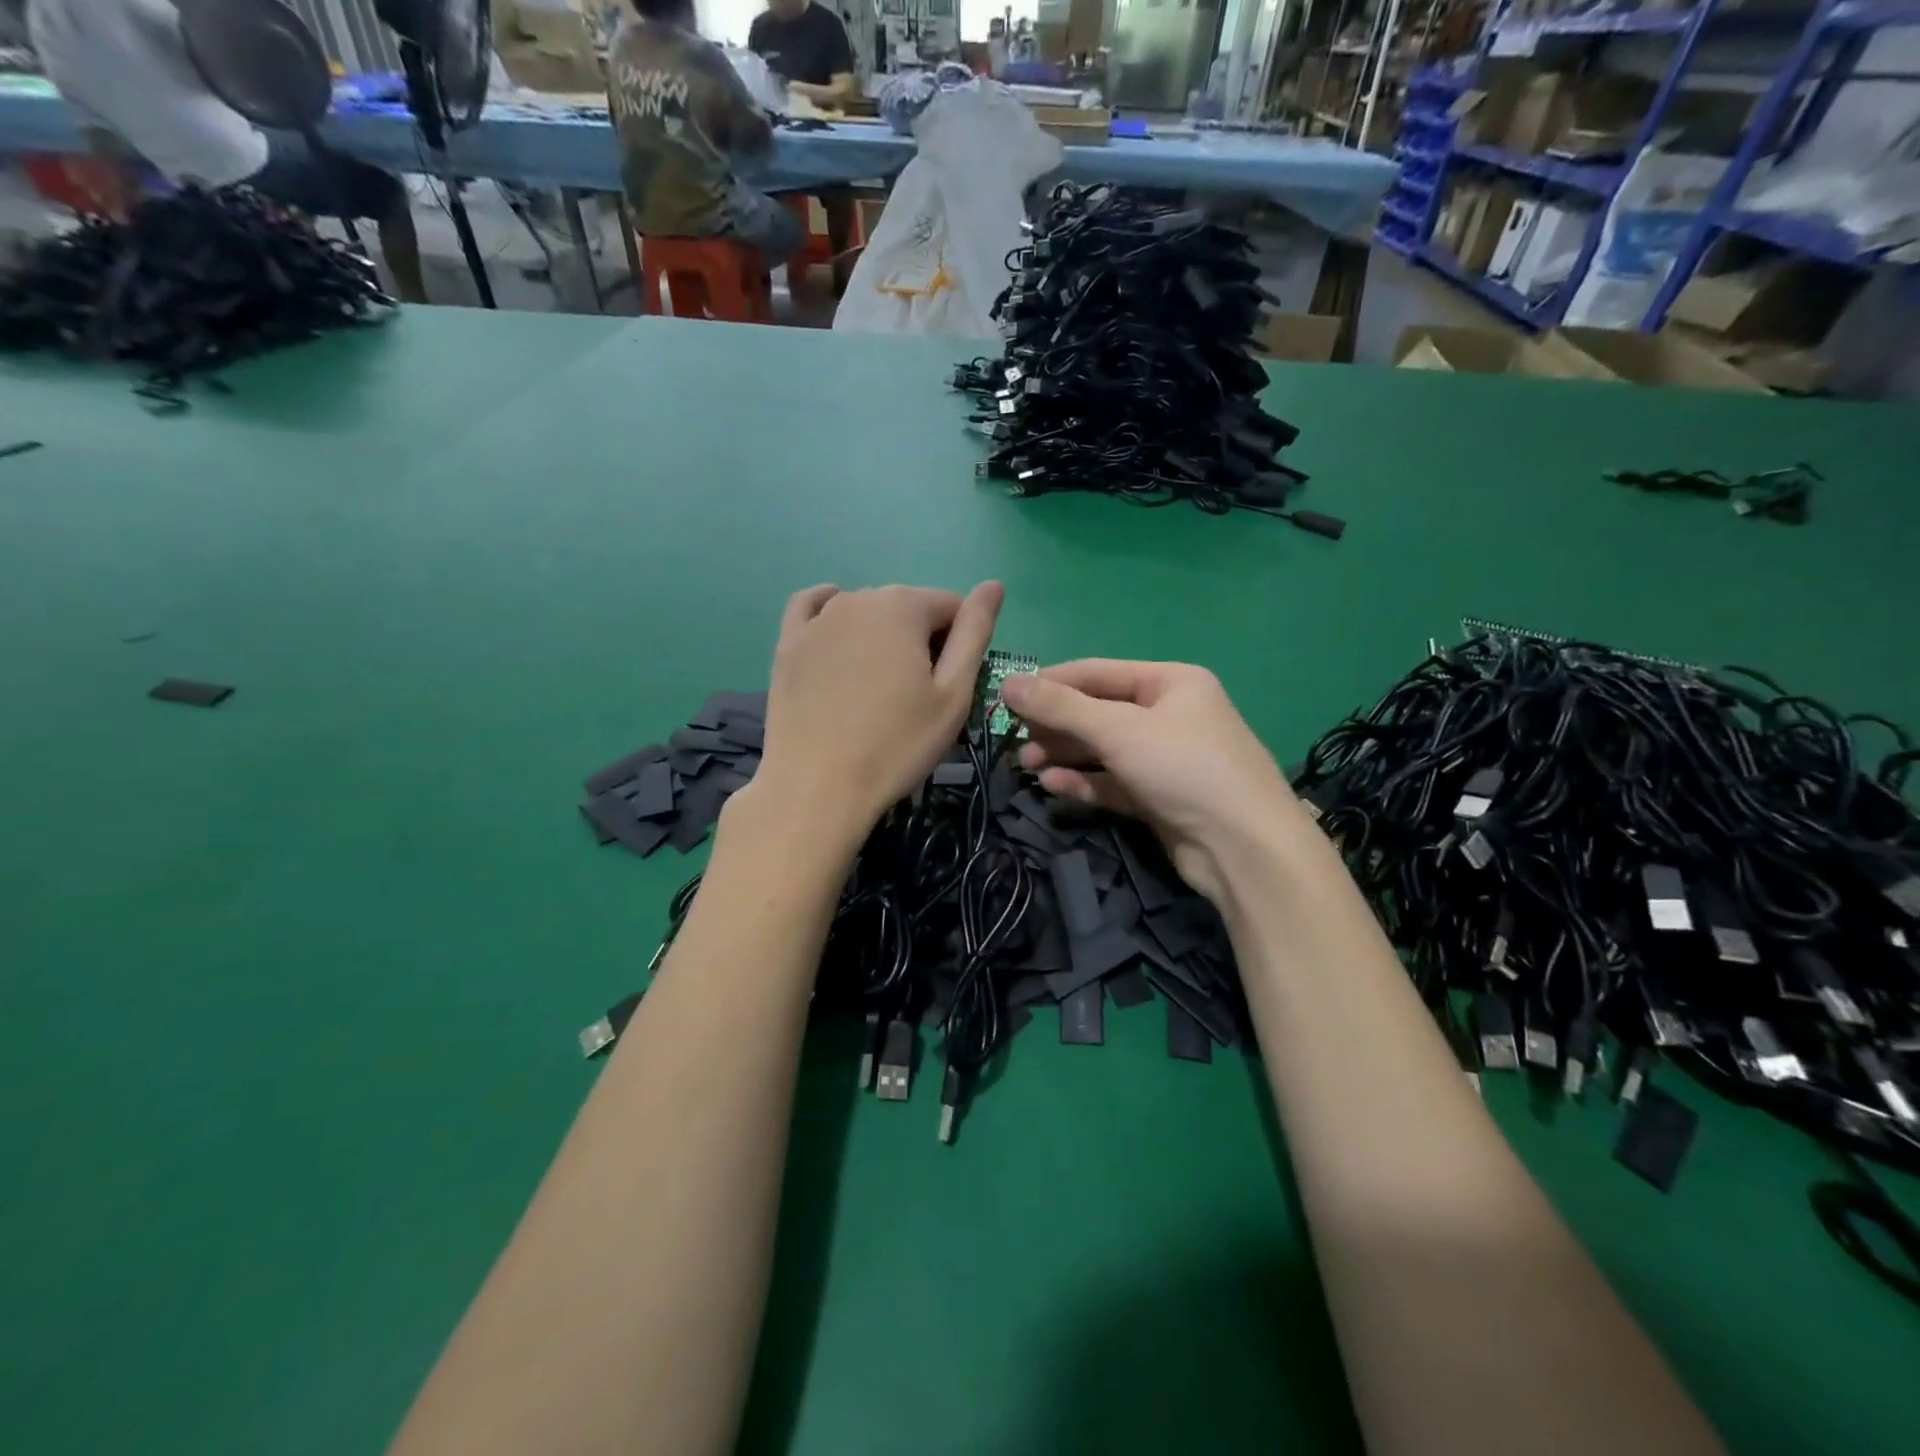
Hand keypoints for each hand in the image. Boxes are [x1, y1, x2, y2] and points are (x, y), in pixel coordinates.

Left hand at [753, 582, 1002, 836]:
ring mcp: (817, 619)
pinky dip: (829, 615)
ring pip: (866, 613)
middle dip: (920, 641)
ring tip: (876, 690)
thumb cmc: (897, 745)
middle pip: (908, 609)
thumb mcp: (953, 695)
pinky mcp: (787, 644)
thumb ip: (975, 633)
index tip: (949, 688)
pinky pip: (812, 609)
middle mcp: (858, 597)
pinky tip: (836, 636)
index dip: (961, 646)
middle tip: (914, 697)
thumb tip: (994, 585)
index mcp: (904, 605)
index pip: (952, 607)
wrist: (817, 788)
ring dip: (881, 638)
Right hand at [1001, 661, 1300, 901]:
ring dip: (1064, 755)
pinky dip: (1084, 782)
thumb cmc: (1184, 768)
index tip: (1008, 696)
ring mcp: (1164, 759)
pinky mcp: (1158, 797)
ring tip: (1025, 765)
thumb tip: (1008, 683)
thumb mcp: (1119, 729)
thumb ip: (1061, 707)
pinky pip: (1112, 782)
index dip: (1051, 683)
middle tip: (1014, 740)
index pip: (1097, 673)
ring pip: (1103, 750)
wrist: (1243, 848)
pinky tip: (1052, 785)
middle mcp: (1169, 715)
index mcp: (1170, 682)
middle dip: (1056, 725)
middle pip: (1098, 712)